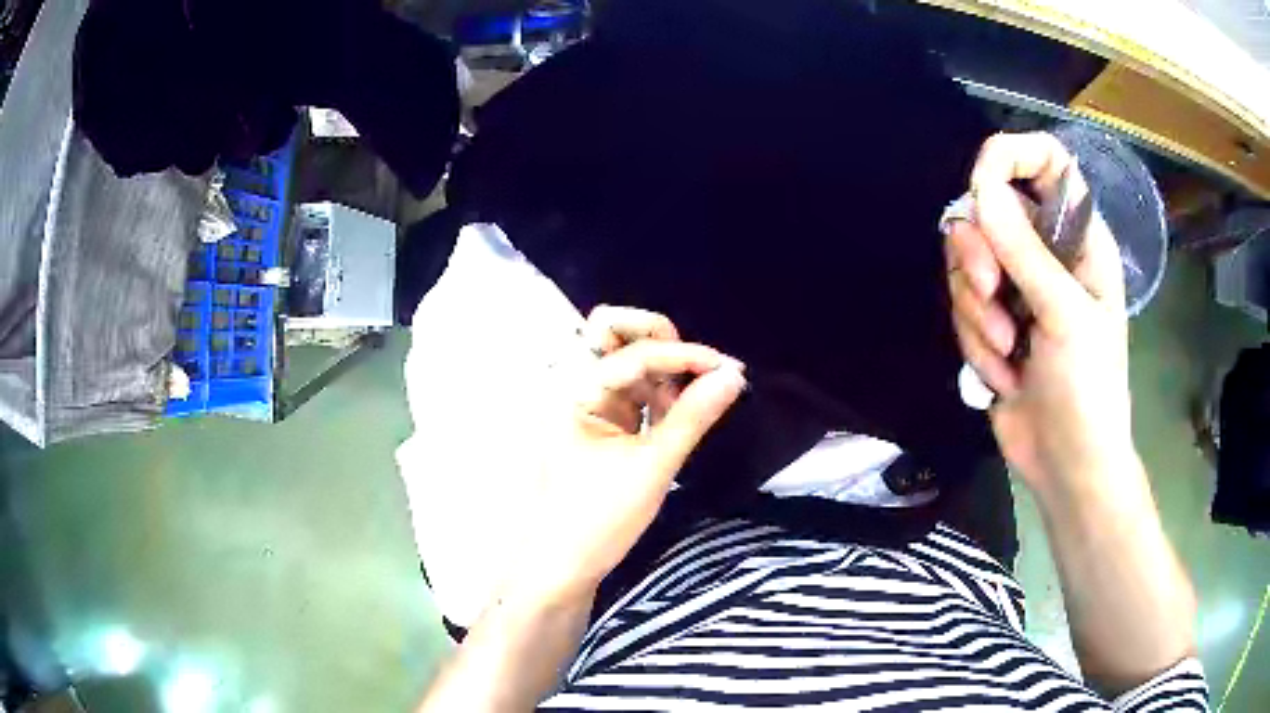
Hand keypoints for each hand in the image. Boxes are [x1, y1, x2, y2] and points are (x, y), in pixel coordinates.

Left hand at [501, 306, 745, 606]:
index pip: (636, 352)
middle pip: (613, 333)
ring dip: (663, 371)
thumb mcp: (652, 467)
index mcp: (573, 389)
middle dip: (661, 341)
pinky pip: (631, 391)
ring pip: (626, 361)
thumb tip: (733, 375)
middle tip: (703, 370)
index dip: (686, 356)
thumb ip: (693, 416)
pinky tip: (680, 415)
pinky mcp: (597, 423)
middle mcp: (573, 385)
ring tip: (697, 402)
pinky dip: (658, 395)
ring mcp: (584, 403)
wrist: (560, 567)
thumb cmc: (598, 520)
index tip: (731, 370)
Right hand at [945, 132, 1138, 497]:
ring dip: (977, 313)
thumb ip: (1025, 250)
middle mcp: (1046, 253)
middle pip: (989, 210)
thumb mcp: (1065, 317)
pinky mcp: (992, 324)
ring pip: (967, 262)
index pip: (1047, 162)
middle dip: (979, 254)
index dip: (1012, 156)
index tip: (982, 184)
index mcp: (1078, 239)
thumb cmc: (1089, 390)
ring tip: (1007, 353)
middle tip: (992, 293)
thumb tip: (980, 189)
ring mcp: (1017, 289)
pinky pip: (961, 307)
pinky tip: (1005, 376)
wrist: (1067, 466)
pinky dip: (976, 344)